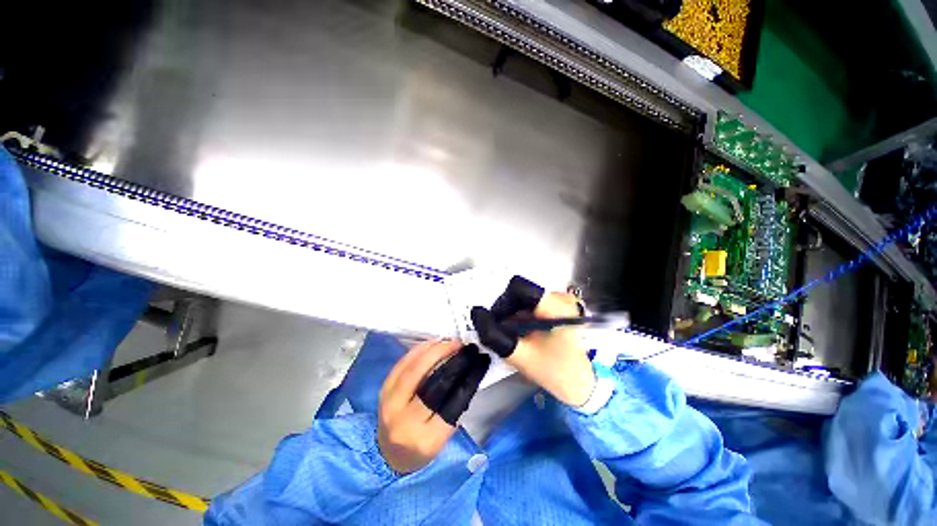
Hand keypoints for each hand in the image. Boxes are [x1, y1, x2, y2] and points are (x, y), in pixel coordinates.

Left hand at [378, 339, 488, 473]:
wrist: (388, 456)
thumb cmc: (422, 448)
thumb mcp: (444, 436)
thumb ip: (455, 406)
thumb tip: (466, 371)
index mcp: (426, 439)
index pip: (451, 402)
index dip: (466, 377)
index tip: (476, 360)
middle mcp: (405, 420)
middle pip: (429, 380)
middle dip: (446, 356)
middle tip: (461, 346)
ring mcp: (390, 403)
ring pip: (413, 367)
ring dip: (433, 349)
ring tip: (449, 342)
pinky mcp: (384, 390)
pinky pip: (402, 363)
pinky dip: (419, 350)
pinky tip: (432, 343)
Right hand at [472, 276, 595, 406]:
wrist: (580, 384)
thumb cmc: (554, 371)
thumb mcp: (519, 355)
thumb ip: (494, 335)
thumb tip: (476, 313)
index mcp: (555, 307)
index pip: (518, 287)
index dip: (503, 302)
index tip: (499, 322)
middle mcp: (560, 297)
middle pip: (519, 292)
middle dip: (506, 310)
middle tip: (505, 332)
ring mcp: (560, 301)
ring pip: (523, 298)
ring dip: (512, 314)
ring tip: (515, 334)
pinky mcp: (558, 306)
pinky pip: (530, 304)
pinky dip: (521, 315)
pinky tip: (524, 331)